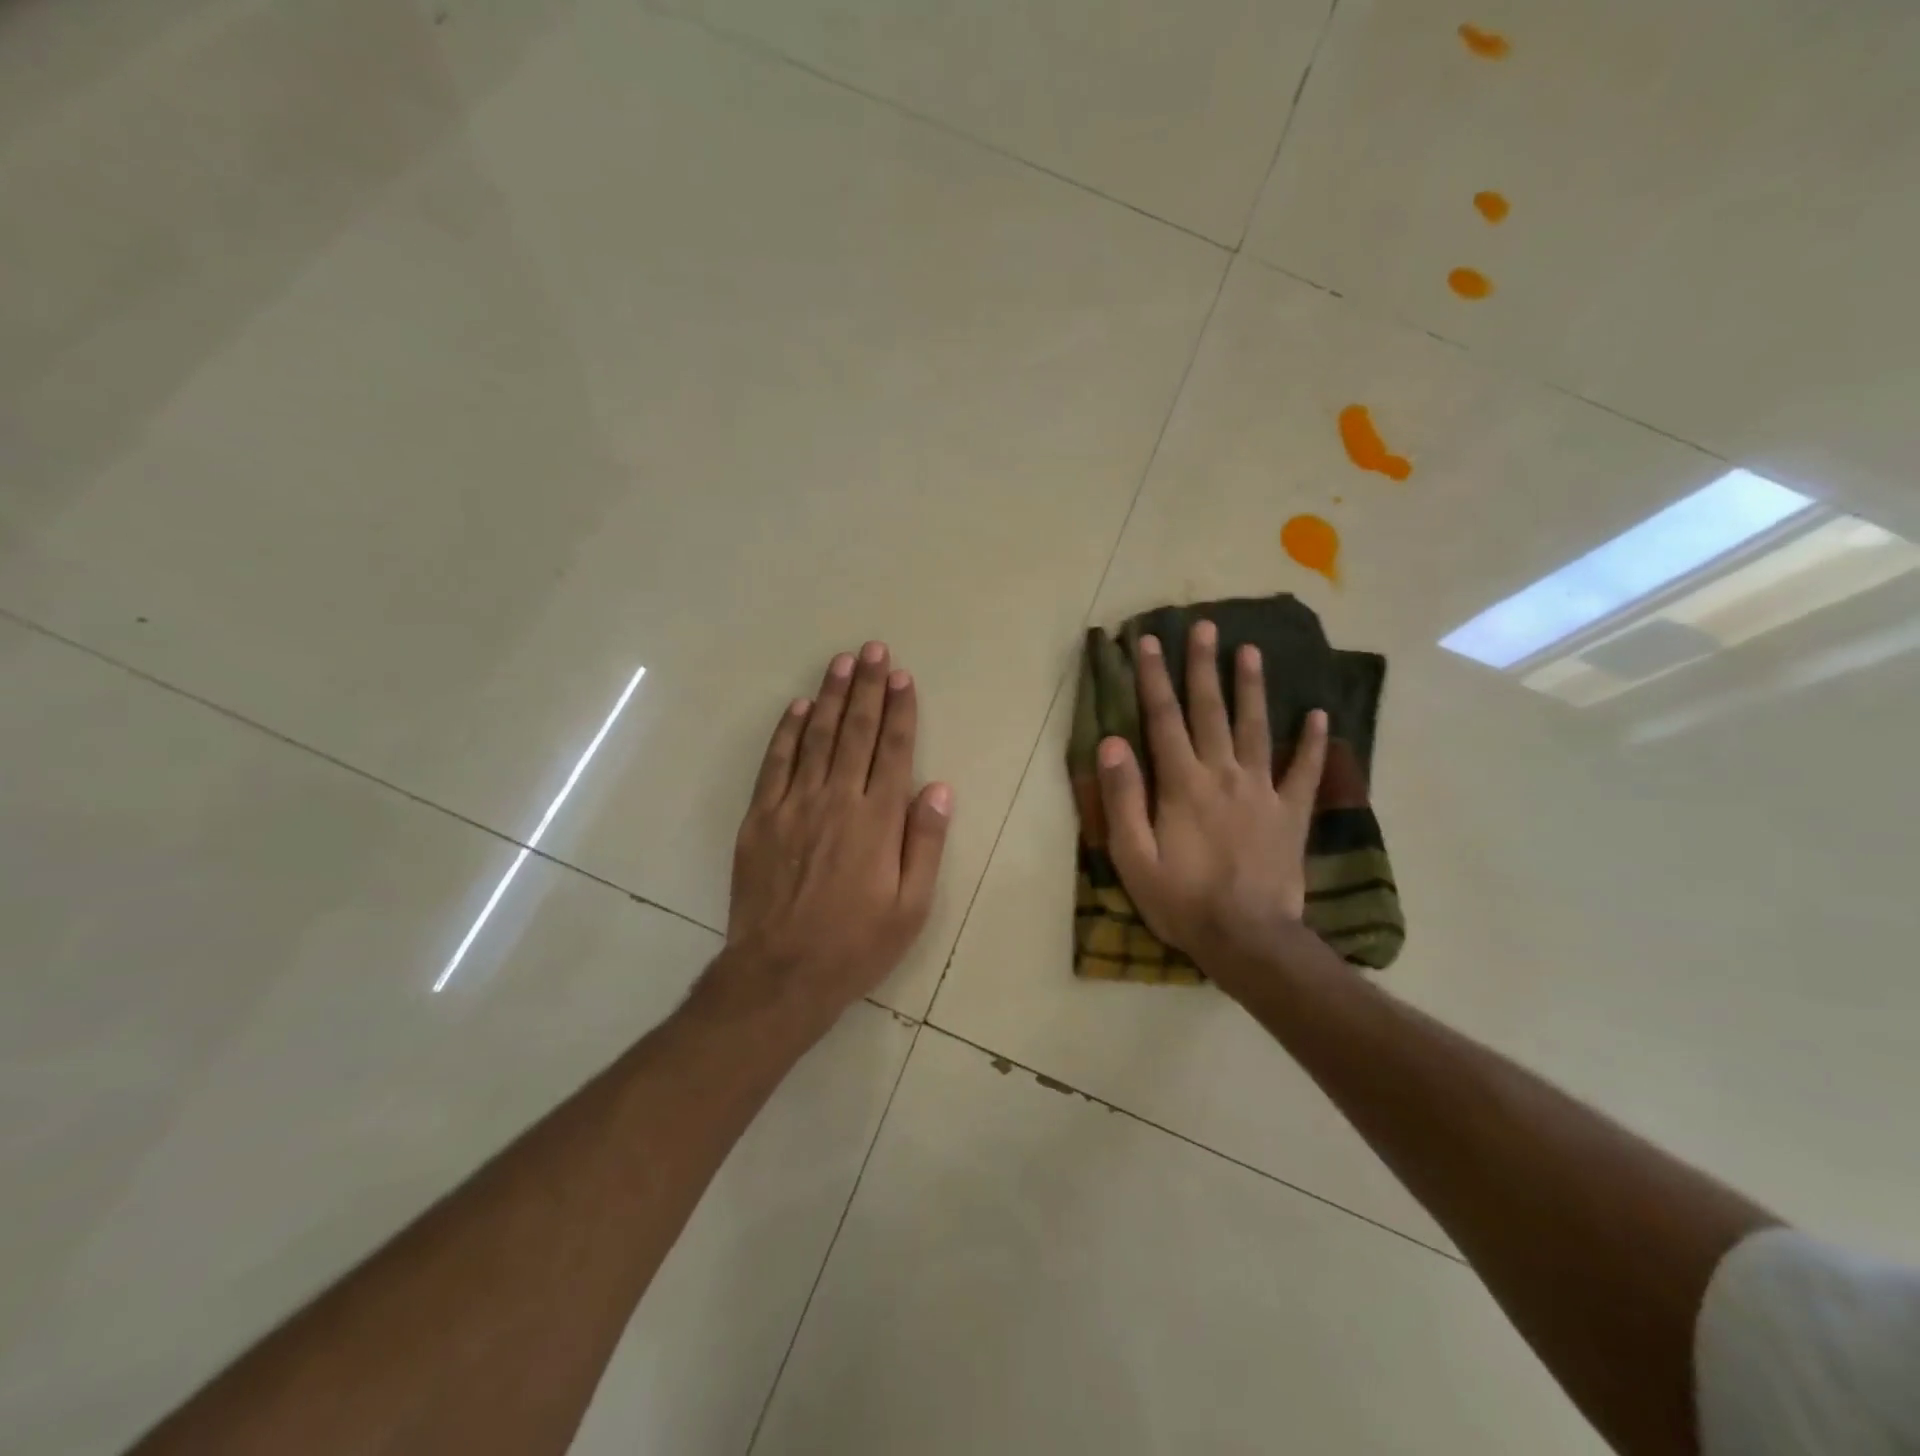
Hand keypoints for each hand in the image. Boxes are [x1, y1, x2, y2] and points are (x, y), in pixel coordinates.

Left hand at [718, 641, 952, 1031]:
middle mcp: (837, 800)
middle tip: (873, 651)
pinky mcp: (760, 818)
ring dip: (831, 697)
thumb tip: (938, 788)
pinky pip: (776, 763)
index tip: (902, 677)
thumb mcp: (911, 906)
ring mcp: (794, 805)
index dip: (900, 710)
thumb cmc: (856, 943)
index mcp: (877, 820)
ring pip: (816, 738)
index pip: (894, 750)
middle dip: (867, 689)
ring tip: (841, 663)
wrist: (781, 973)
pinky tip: (799, 707)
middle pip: (856, 733)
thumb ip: (925, 843)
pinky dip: (787, 732)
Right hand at [1095, 620, 1327, 992]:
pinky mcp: (1291, 812)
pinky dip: (1313, 742)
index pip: (1163, 718)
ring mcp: (1263, 790)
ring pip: (1256, 727)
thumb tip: (1111, 743)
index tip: (1148, 641)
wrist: (1248, 939)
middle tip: (1204, 625)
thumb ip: (1123, 797)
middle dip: (1203, 666)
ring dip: (1251, 687)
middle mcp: (1223, 774)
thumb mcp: (1133, 856)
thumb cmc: (1182, 900)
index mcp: (1182, 783)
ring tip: (1250, 650)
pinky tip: (1318, 714)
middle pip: (1210, 710)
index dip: (1153, 677)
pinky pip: (1305, 770)